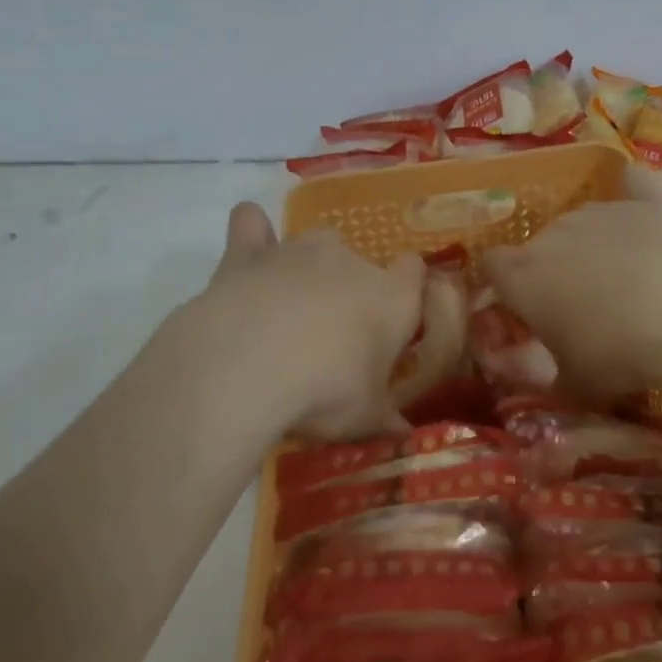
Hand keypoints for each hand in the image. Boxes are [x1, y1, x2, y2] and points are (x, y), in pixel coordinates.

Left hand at [173, 203, 424, 440]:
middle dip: (348, 290)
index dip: (406, 288)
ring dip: (306, 270)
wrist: (248, 365)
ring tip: (288, 311)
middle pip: (359, 262)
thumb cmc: (324, 391)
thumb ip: (386, 421)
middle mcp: (350, 261)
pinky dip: (252, 234)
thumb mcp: (364, 420)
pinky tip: (249, 255)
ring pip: (313, 245)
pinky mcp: (249, 252)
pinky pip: (251, 224)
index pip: (413, 271)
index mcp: (391, 297)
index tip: (395, 318)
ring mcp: (298, 250)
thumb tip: (404, 437)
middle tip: (331, 338)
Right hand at [485, 189, 661, 405]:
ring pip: (585, 222)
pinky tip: (641, 203)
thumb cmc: (619, 354)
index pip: (492, 265)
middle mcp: (555, 232)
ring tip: (627, 280)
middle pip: (542, 244)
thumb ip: (555, 379)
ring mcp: (602, 210)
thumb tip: (553, 382)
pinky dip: (633, 193)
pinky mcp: (648, 201)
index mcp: (524, 274)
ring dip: (594, 245)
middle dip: (555, 269)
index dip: (503, 284)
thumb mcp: (578, 385)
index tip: (522, 308)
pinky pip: (632, 186)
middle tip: (582, 306)